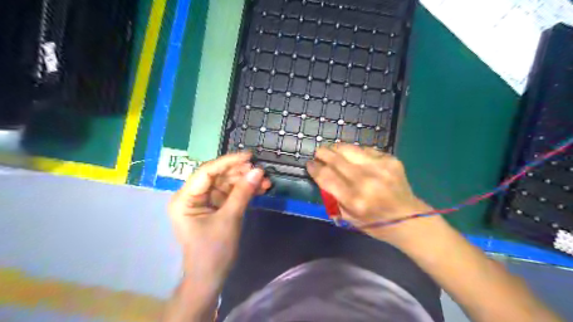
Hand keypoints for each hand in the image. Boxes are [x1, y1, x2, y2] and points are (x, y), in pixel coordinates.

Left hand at [169, 153, 271, 292]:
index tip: (249, 156)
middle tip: (261, 171)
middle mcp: (193, 196)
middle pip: (218, 176)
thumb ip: (242, 193)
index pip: (206, 171)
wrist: (211, 278)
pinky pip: (232, 194)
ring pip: (227, 184)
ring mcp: (206, 202)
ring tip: (266, 182)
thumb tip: (258, 171)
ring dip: (246, 182)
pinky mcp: (217, 207)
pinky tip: (261, 189)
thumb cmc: (213, 251)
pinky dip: (246, 191)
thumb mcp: (229, 219)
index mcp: (185, 198)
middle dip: (241, 173)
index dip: (228, 161)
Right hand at [309, 145, 434, 242]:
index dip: (315, 168)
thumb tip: (322, 176)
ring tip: (332, 150)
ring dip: (337, 148)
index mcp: (355, 199)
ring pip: (350, 149)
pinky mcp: (390, 159)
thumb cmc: (375, 223)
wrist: (409, 219)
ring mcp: (380, 167)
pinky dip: (356, 152)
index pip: (327, 176)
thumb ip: (333, 197)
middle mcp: (367, 180)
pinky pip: (366, 150)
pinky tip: (353, 156)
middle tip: (318, 153)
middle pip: (337, 159)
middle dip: (323, 153)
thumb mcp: (348, 218)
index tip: (310, 164)